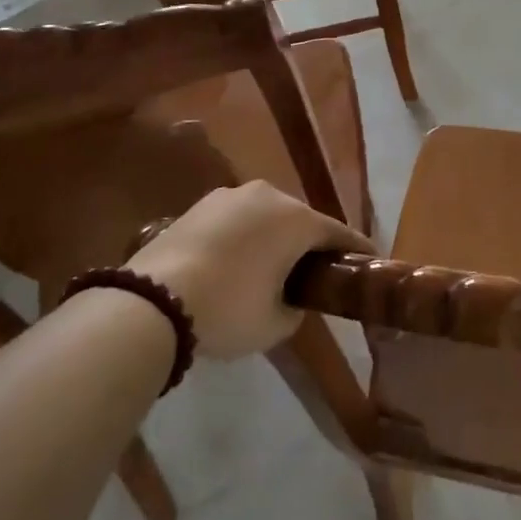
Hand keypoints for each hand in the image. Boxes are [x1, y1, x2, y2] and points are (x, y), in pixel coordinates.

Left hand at [126, 182, 368, 358]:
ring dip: (274, 237)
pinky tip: (233, 263)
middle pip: (301, 220)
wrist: (150, 302)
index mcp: (297, 219)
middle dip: (310, 244)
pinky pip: (236, 220)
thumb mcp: (275, 324)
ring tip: (269, 267)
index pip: (339, 233)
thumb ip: (297, 307)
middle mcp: (269, 195)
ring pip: (266, 216)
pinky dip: (243, 237)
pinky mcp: (199, 205)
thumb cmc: (227, 310)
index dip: (357, 250)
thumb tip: (294, 299)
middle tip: (313, 273)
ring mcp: (230, 196)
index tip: (370, 260)